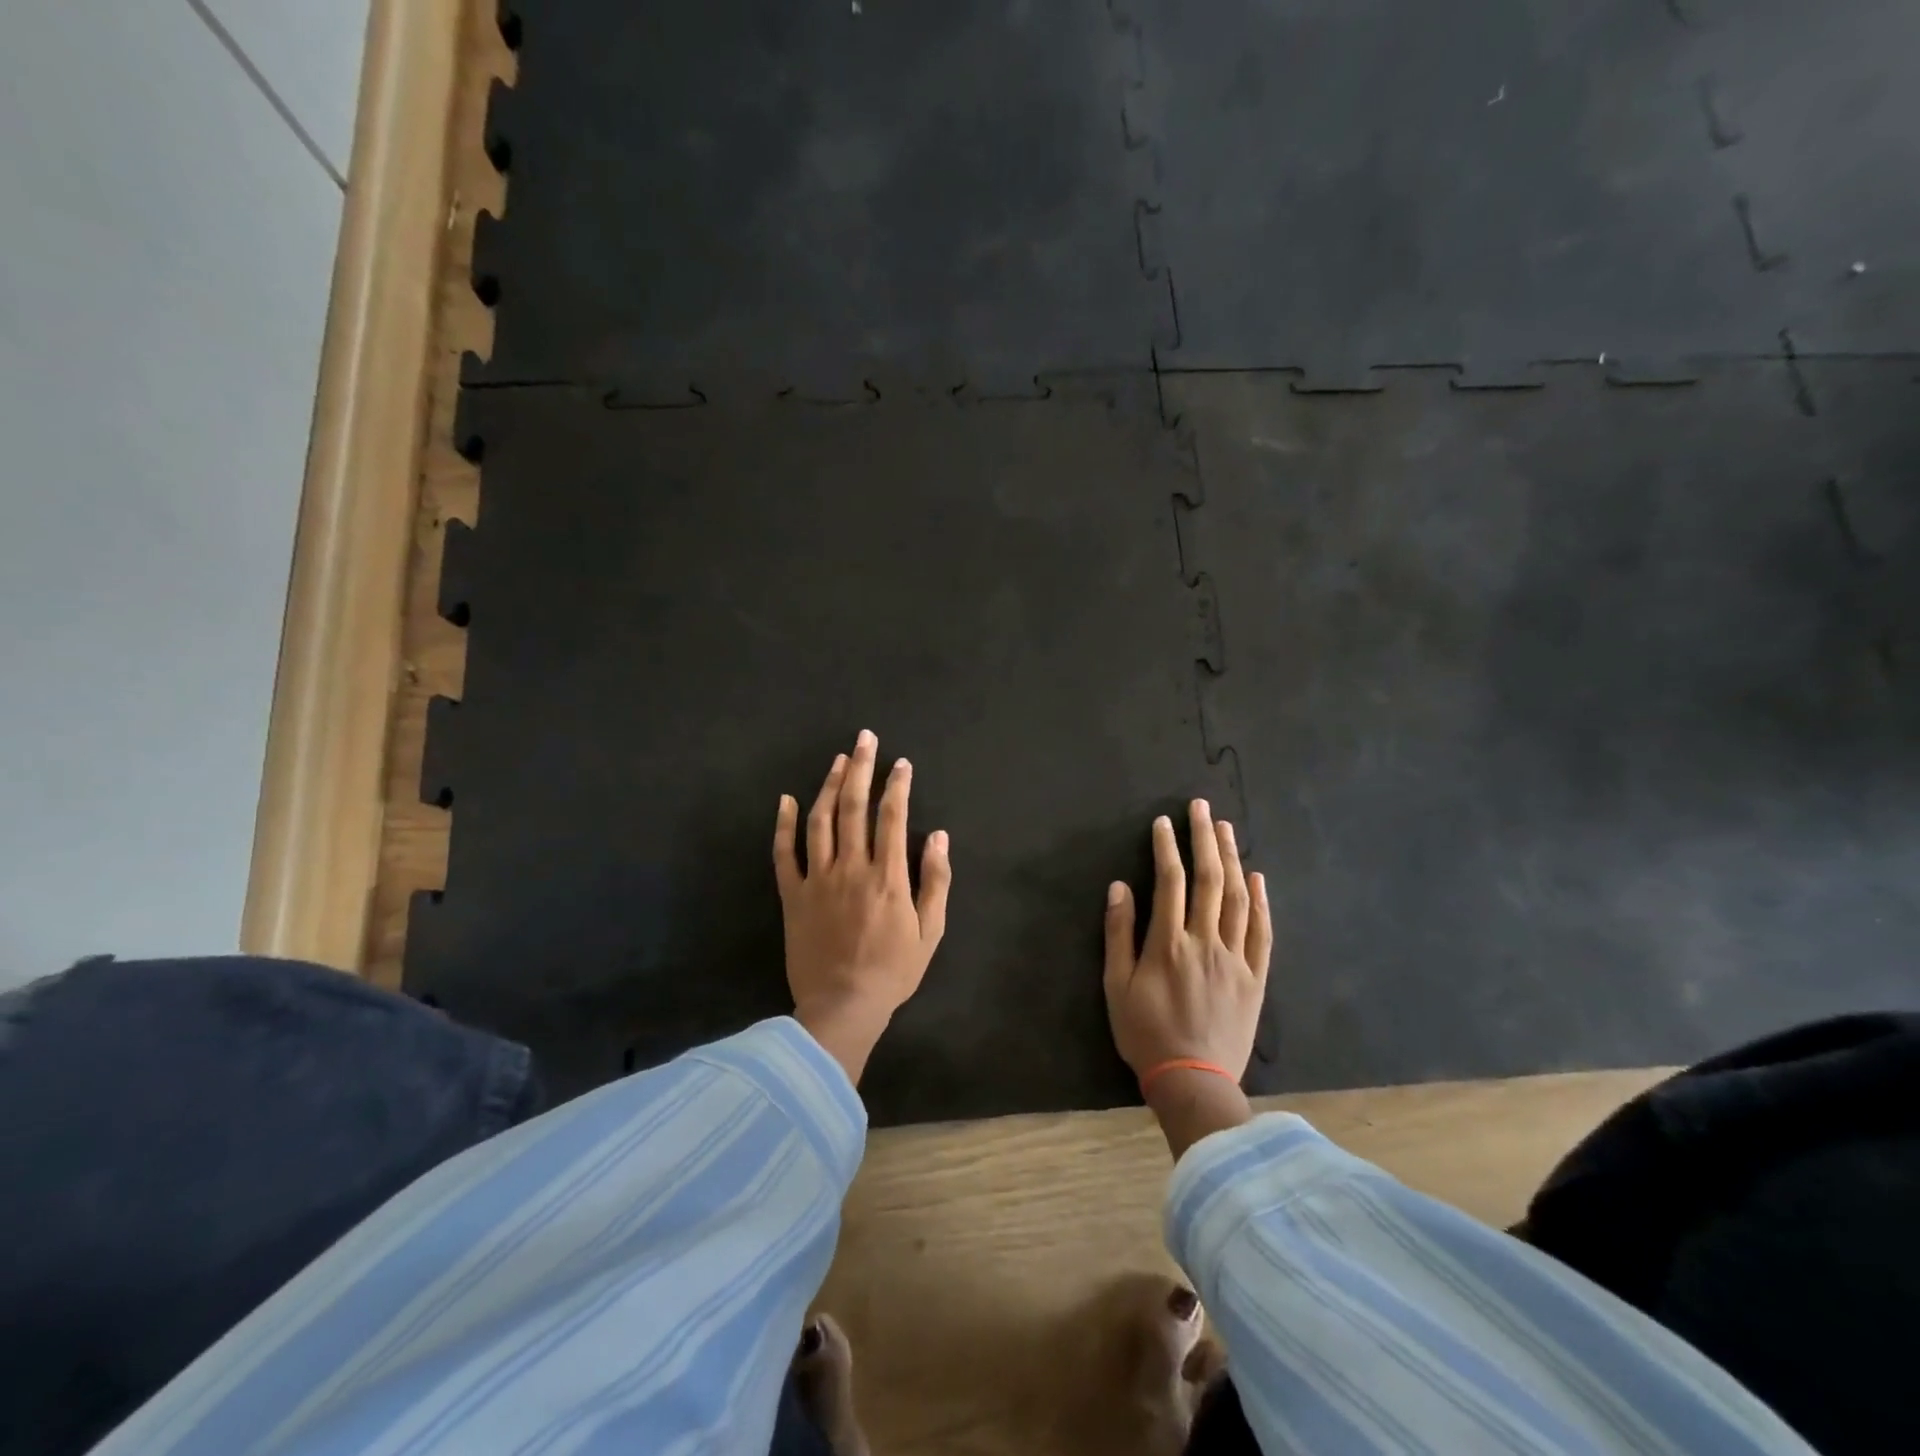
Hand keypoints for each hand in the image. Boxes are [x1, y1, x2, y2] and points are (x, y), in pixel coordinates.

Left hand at [774, 730, 951, 1084]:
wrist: (842, 1007)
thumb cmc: (893, 971)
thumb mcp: (930, 932)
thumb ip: (936, 881)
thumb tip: (940, 836)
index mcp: (887, 876)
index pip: (893, 817)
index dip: (898, 785)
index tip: (901, 763)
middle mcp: (851, 868)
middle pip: (854, 807)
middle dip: (861, 768)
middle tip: (864, 738)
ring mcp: (817, 880)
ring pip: (820, 821)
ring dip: (828, 786)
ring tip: (837, 760)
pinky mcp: (792, 896)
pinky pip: (784, 854)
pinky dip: (784, 825)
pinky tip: (787, 799)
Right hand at [1104, 801, 1271, 1157]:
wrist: (1193, 1081)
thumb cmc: (1145, 1033)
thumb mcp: (1115, 986)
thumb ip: (1118, 934)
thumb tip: (1120, 886)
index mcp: (1168, 943)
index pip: (1170, 882)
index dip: (1166, 848)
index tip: (1164, 822)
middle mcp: (1205, 942)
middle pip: (1208, 880)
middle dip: (1204, 839)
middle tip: (1202, 808)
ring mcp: (1235, 959)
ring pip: (1236, 899)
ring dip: (1231, 860)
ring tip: (1226, 829)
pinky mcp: (1256, 977)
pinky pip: (1262, 933)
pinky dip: (1260, 902)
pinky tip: (1257, 878)